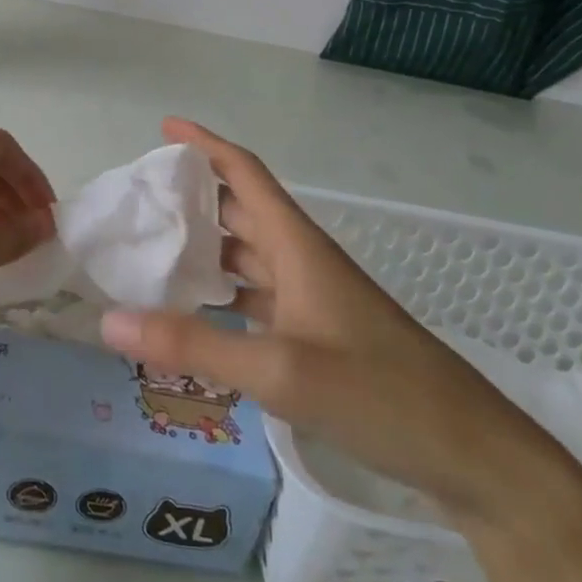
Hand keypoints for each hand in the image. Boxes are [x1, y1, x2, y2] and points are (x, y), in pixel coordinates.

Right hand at [100, 119, 581, 537]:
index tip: (163, 127)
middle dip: (193, 196)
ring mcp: (314, 298)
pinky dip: (225, 294)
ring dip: (207, 246)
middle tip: (141, 199)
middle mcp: (303, 260)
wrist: (472, 454)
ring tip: (154, 249)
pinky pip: (258, 296)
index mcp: (297, 245)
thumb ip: (193, 344)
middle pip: (241, 210)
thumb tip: (109, 319)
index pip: (244, 172)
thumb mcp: (279, 371)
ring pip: (249, 254)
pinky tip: (197, 312)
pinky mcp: (320, 334)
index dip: (205, 143)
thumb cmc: (379, 394)